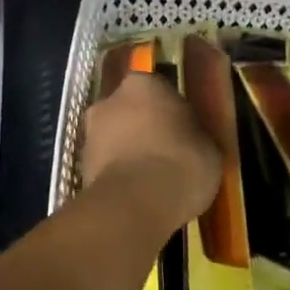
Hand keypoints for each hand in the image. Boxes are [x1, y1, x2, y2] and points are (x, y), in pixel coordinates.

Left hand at [81, 72, 221, 237]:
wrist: (136, 205)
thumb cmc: (181, 164)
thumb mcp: (209, 147)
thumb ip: (194, 134)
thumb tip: (190, 138)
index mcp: (143, 84)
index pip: (156, 89)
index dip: (169, 110)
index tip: (181, 129)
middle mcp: (109, 100)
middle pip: (128, 110)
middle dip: (141, 127)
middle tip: (164, 152)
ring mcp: (90, 132)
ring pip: (113, 137)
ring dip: (126, 150)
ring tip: (149, 178)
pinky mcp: (80, 165)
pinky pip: (105, 164)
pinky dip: (116, 173)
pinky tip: (135, 193)